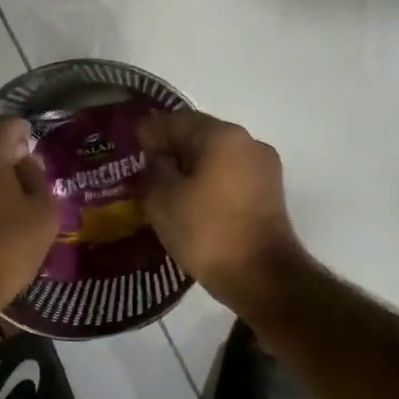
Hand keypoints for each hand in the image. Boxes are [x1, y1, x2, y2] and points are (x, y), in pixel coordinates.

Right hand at [137, 110, 311, 311]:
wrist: (262, 278)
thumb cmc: (207, 231)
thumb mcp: (163, 198)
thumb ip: (154, 168)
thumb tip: (157, 156)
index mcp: (222, 136)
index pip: (177, 120)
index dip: (150, 131)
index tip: (129, 143)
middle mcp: (248, 143)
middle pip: (200, 135)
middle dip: (171, 147)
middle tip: (142, 165)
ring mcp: (264, 168)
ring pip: (216, 157)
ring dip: (190, 165)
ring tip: (163, 184)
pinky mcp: (269, 194)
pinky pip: (229, 176)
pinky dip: (207, 181)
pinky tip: (188, 199)